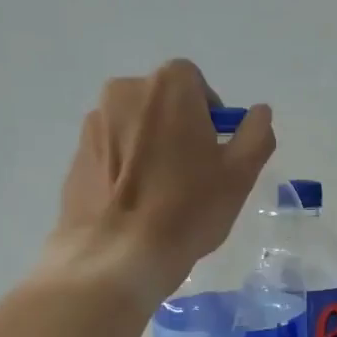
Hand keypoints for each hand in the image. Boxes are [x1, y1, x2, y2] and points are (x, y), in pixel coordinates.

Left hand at [41, 61, 274, 302]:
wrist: (117, 255)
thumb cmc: (188, 208)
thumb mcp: (241, 174)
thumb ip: (256, 134)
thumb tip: (259, 113)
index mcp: (167, 88)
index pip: (194, 81)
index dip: (210, 112)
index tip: (217, 149)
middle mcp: (124, 93)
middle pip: (162, 102)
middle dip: (181, 127)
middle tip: (196, 172)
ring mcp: (94, 124)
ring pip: (136, 126)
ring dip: (153, 147)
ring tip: (166, 193)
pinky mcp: (77, 156)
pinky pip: (114, 152)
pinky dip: (129, 168)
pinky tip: (140, 205)